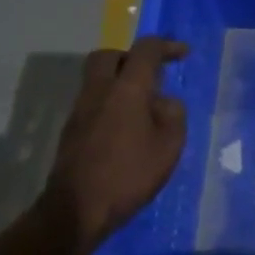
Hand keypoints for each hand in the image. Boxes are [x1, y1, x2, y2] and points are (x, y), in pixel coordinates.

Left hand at [40, 37, 188, 254]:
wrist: (78, 208)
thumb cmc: (130, 174)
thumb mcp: (169, 146)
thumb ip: (173, 115)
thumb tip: (164, 102)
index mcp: (126, 89)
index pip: (144, 51)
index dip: (165, 46)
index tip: (183, 53)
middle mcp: (99, 91)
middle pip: (109, 56)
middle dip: (132, 57)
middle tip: (152, 73)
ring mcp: (80, 110)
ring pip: (98, 79)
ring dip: (120, 81)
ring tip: (144, 105)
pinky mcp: (72, 130)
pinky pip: (94, 101)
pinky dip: (111, 102)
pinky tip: (127, 127)